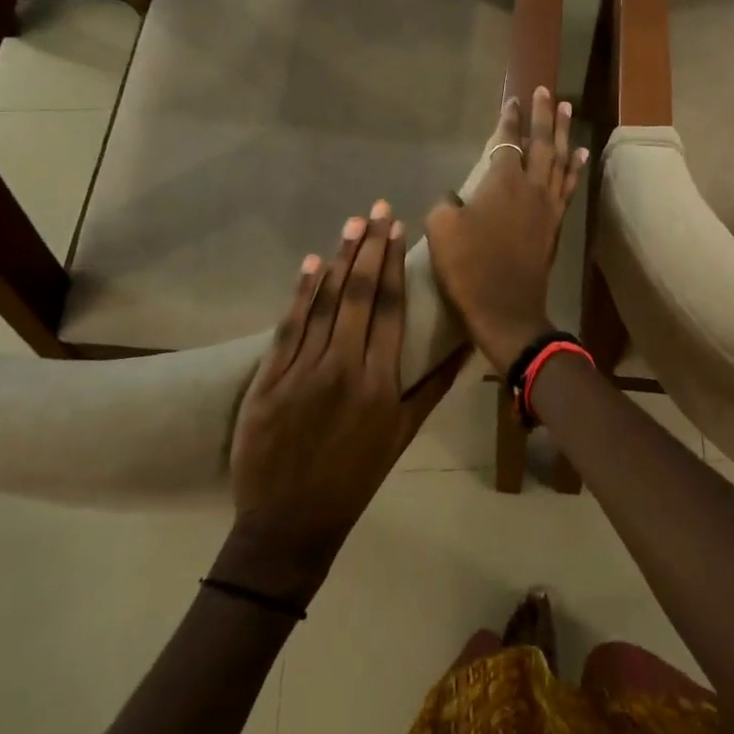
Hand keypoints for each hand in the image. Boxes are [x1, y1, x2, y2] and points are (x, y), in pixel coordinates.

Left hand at [223, 204, 461, 600]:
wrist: (289, 524)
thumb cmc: (355, 477)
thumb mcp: (403, 435)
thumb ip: (434, 386)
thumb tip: (465, 345)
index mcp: (379, 382)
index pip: (388, 308)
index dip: (393, 264)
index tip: (397, 229)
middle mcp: (342, 368)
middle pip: (357, 295)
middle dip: (369, 248)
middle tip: (376, 209)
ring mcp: (301, 372)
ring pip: (323, 304)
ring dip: (338, 259)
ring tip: (351, 224)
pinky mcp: (268, 381)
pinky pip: (288, 328)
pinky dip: (300, 293)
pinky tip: (310, 263)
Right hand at [425, 87, 587, 373]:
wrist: (505, 308)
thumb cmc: (469, 267)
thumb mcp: (441, 230)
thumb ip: (447, 203)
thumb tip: (455, 197)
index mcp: (502, 182)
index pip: (507, 140)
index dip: (509, 119)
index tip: (513, 100)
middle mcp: (531, 186)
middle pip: (542, 142)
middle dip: (544, 115)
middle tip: (547, 91)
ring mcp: (548, 205)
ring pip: (560, 159)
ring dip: (563, 132)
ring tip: (567, 109)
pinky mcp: (556, 223)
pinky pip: (568, 186)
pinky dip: (575, 167)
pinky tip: (580, 153)